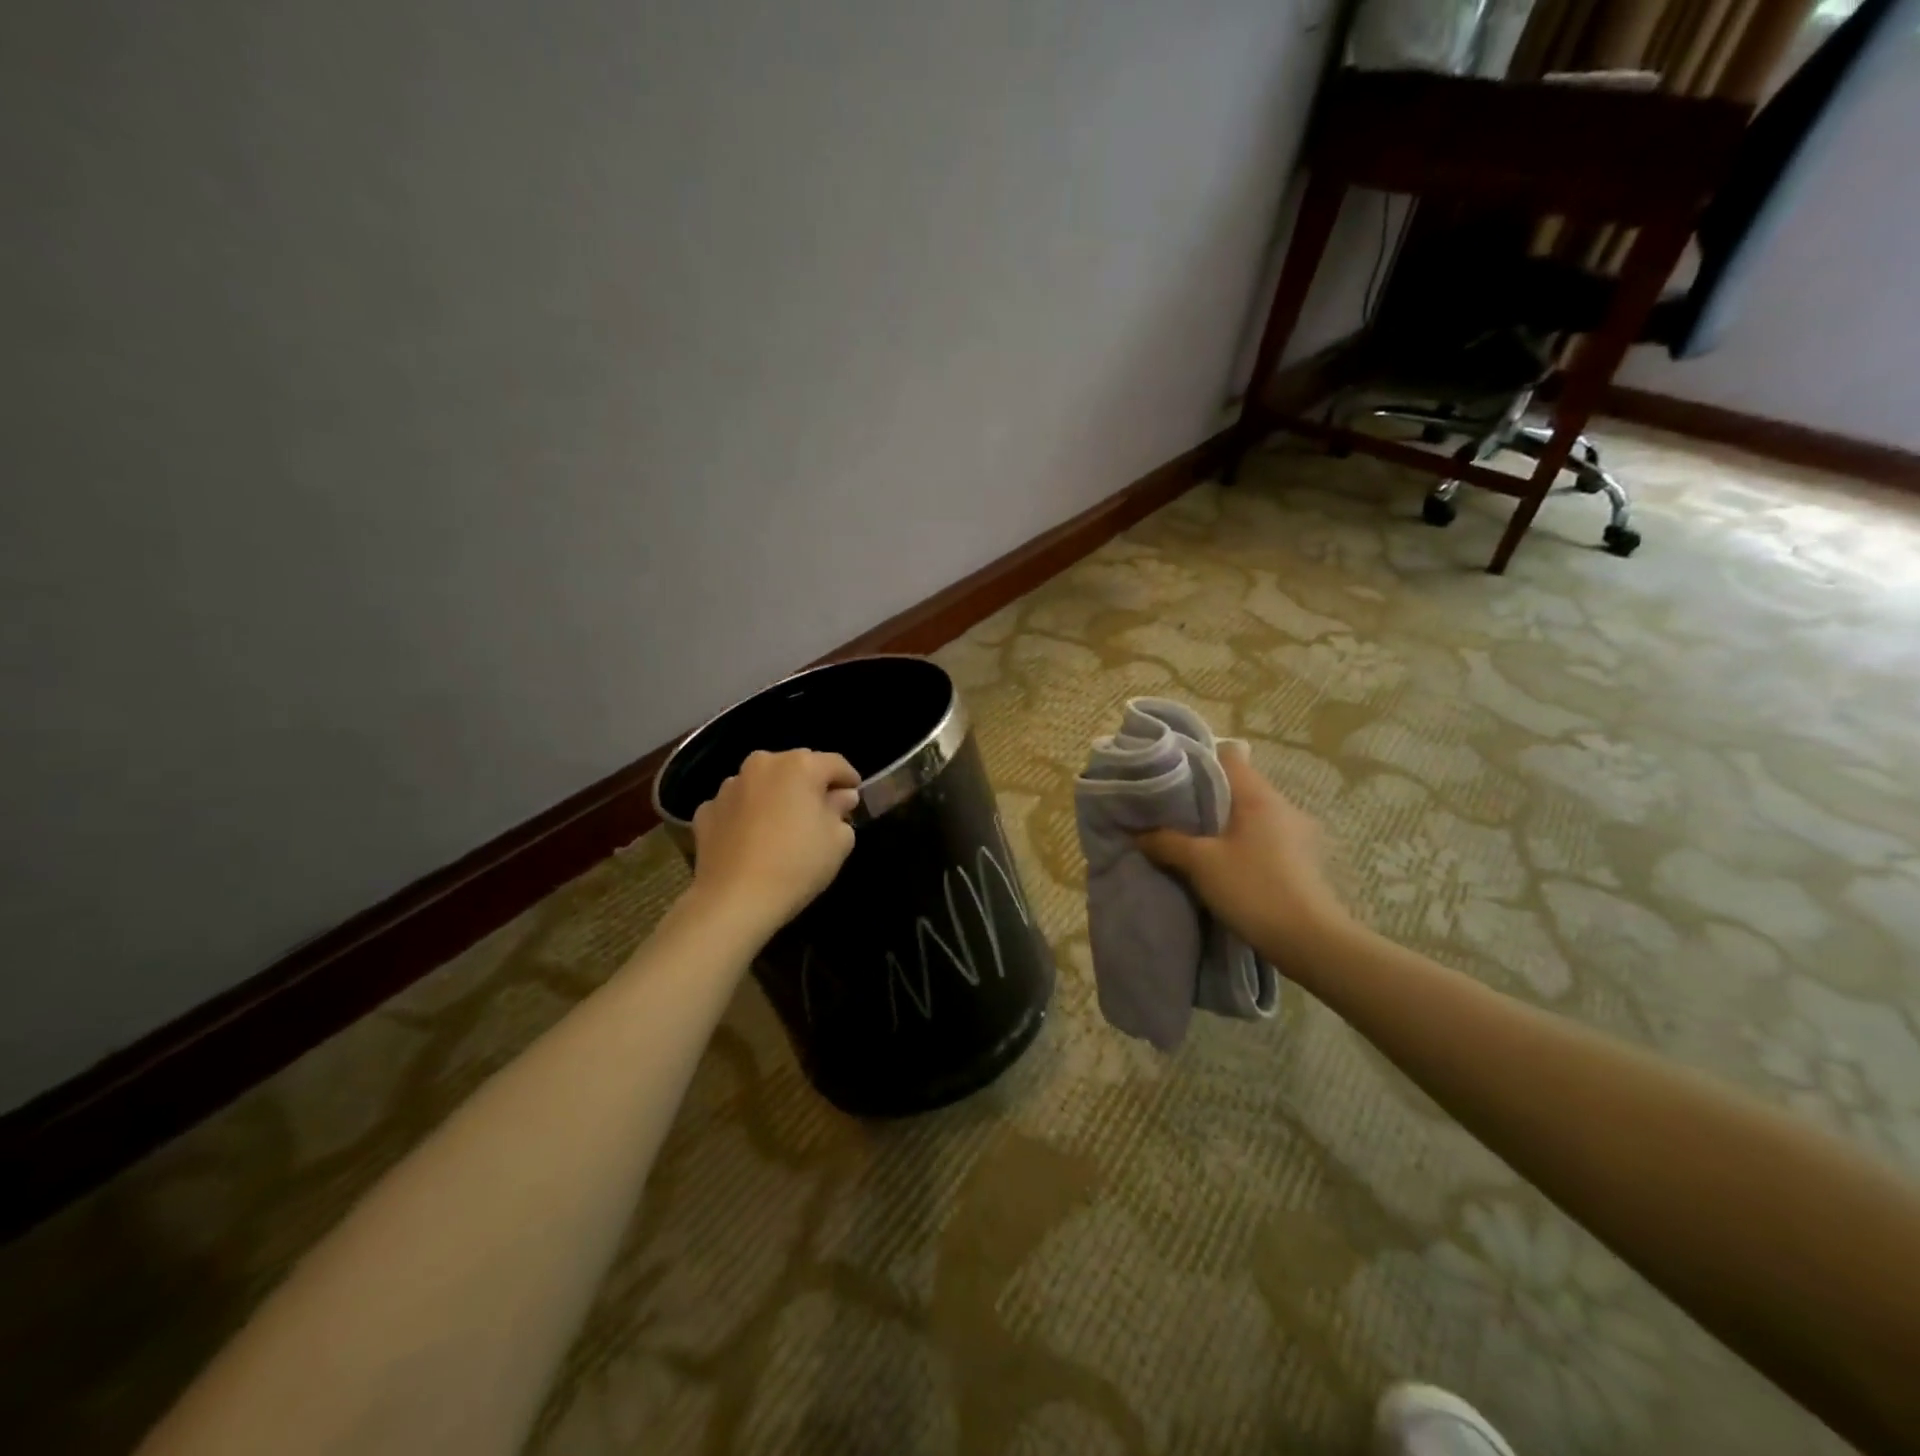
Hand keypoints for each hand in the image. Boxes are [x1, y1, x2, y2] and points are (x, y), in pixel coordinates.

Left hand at [689, 749, 860, 938]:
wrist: (735, 900)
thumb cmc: (797, 864)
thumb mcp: (839, 840)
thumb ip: (842, 810)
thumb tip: (840, 798)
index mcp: (800, 765)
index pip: (836, 764)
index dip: (849, 780)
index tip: (855, 798)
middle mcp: (762, 765)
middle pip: (796, 768)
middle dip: (810, 786)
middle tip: (820, 814)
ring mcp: (729, 787)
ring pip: (762, 784)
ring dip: (775, 798)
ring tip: (781, 828)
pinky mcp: (705, 811)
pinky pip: (735, 806)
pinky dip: (746, 816)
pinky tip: (751, 841)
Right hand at [1136, 743, 1349, 962]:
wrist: (1310, 942)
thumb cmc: (1253, 889)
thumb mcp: (1200, 863)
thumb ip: (1166, 842)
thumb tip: (1138, 833)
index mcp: (1260, 795)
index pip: (1228, 756)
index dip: (1197, 761)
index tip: (1170, 776)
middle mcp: (1283, 806)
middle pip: (1237, 786)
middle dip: (1205, 797)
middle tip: (1172, 812)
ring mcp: (1297, 833)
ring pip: (1250, 814)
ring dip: (1223, 823)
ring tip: (1192, 839)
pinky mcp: (1301, 860)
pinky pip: (1262, 837)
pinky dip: (1240, 843)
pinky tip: (1221, 862)